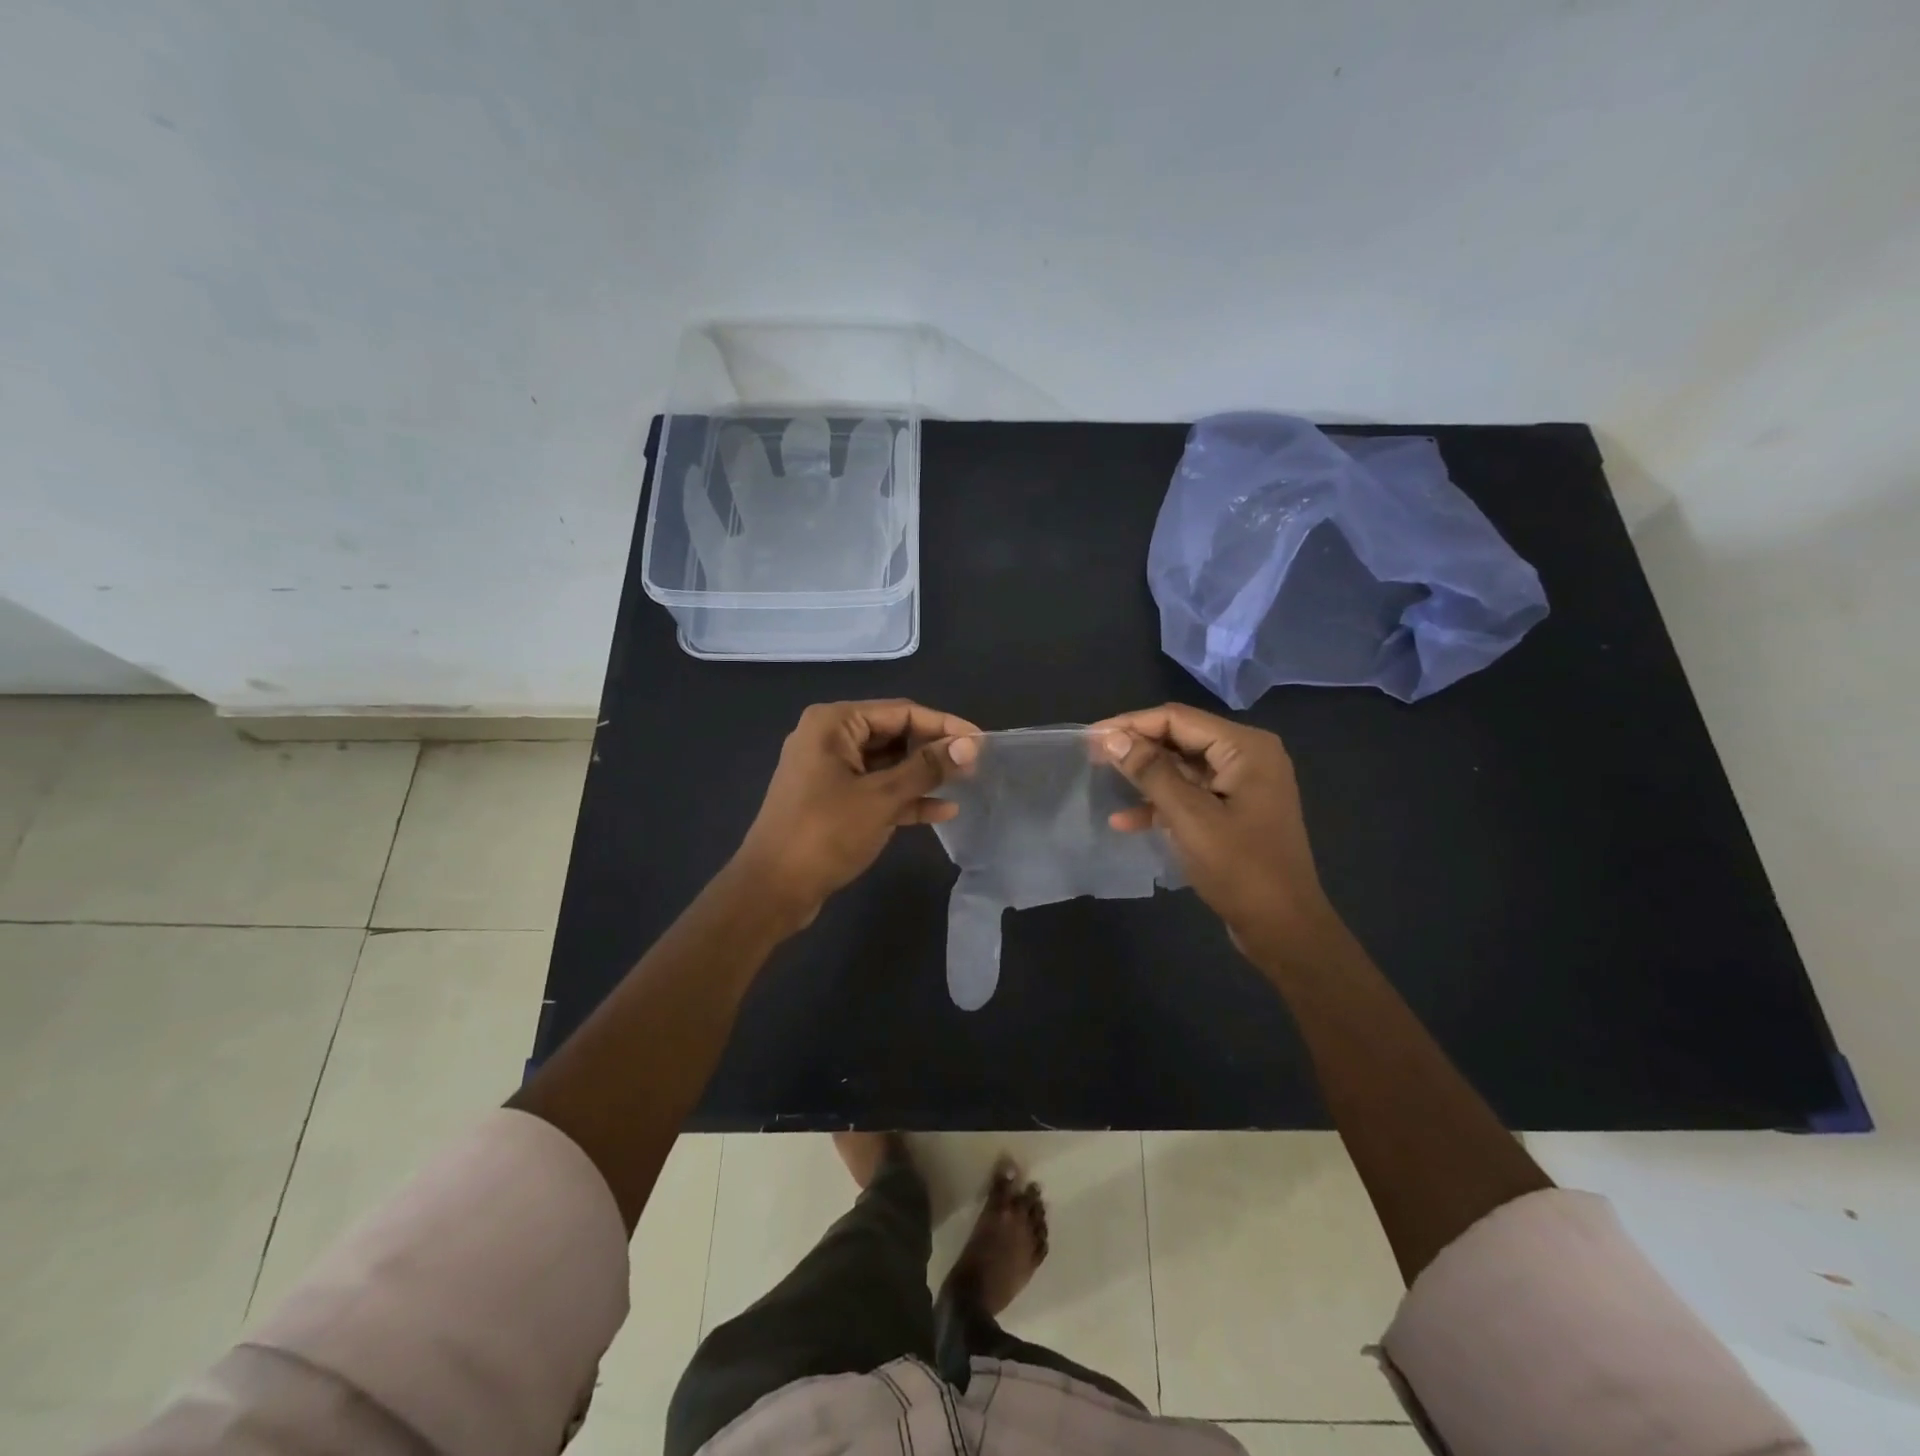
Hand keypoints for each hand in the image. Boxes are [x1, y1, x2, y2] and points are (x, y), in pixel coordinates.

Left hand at [731, 700, 978, 929]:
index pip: (902, 711)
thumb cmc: (824, 834)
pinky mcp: (832, 800)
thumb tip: (970, 745)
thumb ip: (927, 768)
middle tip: (975, 765)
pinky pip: (876, 789)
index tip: (982, 741)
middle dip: (933, 750)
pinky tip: (942, 811)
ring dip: (923, 775)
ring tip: (965, 784)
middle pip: (894, 734)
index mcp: (834, 723)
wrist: (772, 890)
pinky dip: (905, 798)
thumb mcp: (882, 798)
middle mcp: (829, 738)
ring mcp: (829, 770)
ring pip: (887, 764)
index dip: (944, 725)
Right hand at [1092, 703, 1336, 963]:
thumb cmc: (1241, 869)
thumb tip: (1112, 738)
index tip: (1091, 737)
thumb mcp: (1190, 817)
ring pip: (1182, 768)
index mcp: (1246, 748)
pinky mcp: (1233, 811)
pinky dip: (1161, 804)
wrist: (1284, 929)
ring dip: (1145, 777)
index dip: (1131, 724)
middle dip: (1136, 748)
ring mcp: (1242, 785)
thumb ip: (1151, 772)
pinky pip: (1191, 795)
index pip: (1177, 719)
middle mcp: (1247, 757)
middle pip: (1180, 739)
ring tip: (1103, 782)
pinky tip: (1127, 821)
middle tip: (1092, 757)